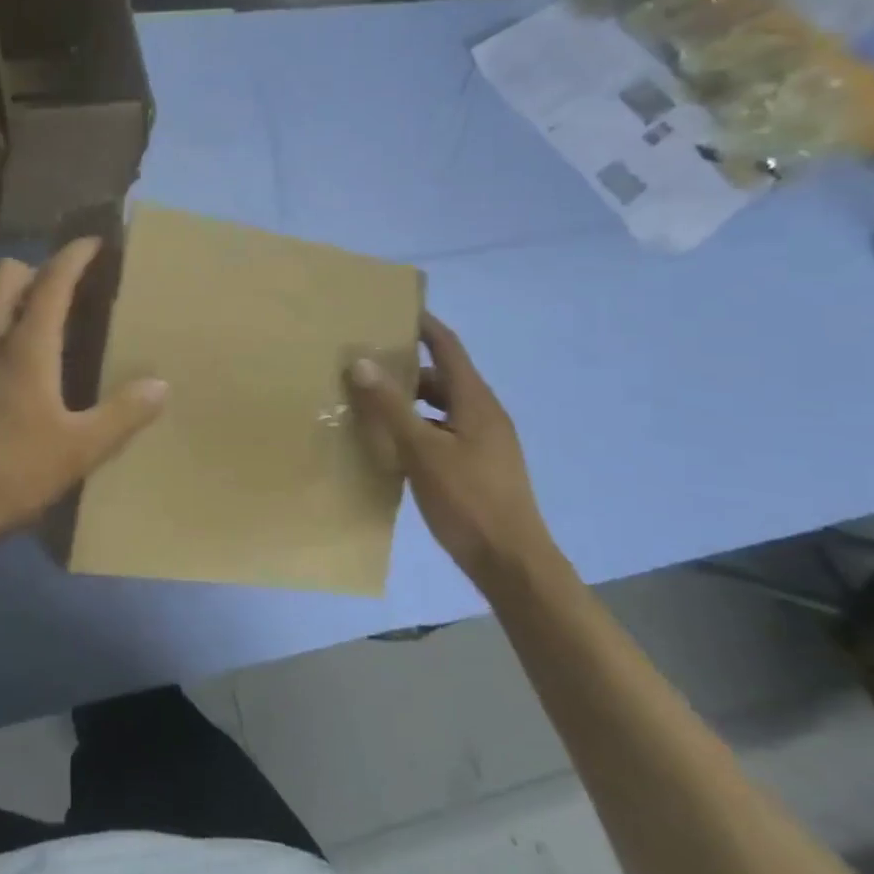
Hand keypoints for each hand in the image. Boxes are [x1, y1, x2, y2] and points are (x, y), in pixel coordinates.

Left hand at [0, 238, 167, 551]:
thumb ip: (123, 414)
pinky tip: (15, 367)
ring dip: (16, 297)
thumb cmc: (12, 472)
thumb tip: (160, 385)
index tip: (96, 243)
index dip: (75, 255)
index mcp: (24, 345)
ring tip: (47, 327)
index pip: (52, 280)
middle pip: (6, 274)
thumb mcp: (80, 450)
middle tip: (70, 293)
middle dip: (39, 269)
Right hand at [345, 314, 558, 586]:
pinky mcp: (476, 467)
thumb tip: (360, 361)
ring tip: (366, 403)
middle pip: (440, 377)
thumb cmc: (468, 500)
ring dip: (407, 402)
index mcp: (476, 402)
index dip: (423, 325)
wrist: (512, 564)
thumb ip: (390, 406)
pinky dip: (414, 428)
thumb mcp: (421, 450)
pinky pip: (440, 432)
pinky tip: (388, 444)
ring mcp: (482, 443)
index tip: (391, 309)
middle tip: (362, 363)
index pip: (448, 348)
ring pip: (438, 408)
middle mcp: (482, 415)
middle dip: (403, 368)